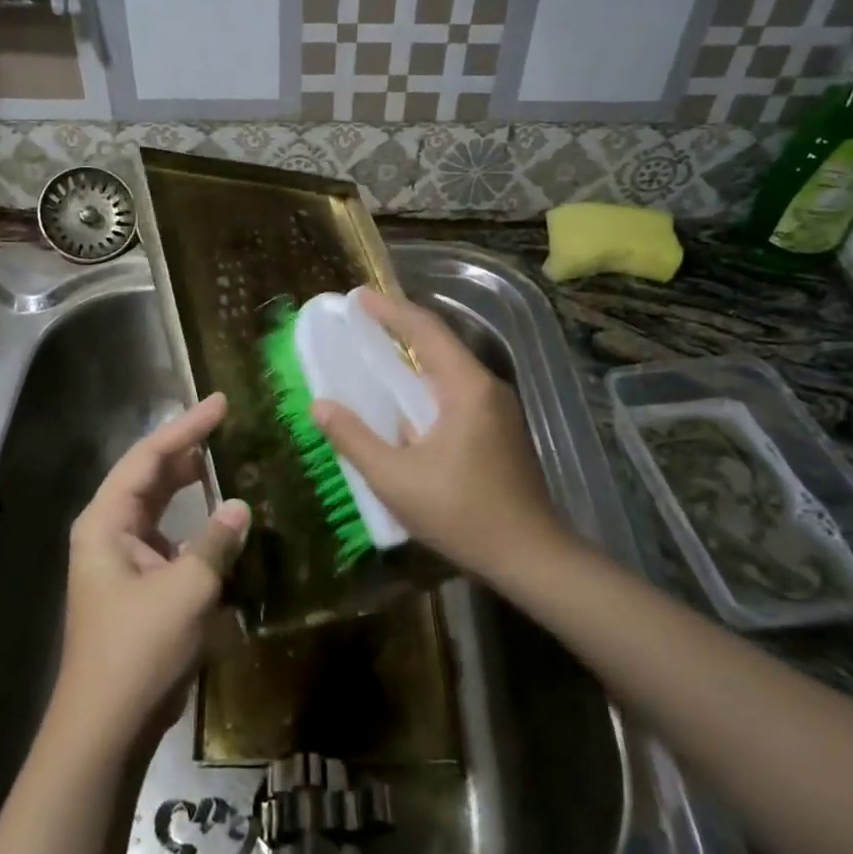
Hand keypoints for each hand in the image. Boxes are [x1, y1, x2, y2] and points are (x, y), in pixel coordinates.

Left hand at [50, 392, 250, 753]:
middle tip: (227, 424)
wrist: (106, 728)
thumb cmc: (138, 650)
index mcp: (106, 522)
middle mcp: (109, 532)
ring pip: (159, 507)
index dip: (186, 427)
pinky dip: (195, 525)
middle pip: (150, 476)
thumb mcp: (186, 589)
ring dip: (191, 485)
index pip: (148, 457)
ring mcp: (122, 560)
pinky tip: (223, 521)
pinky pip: (170, 539)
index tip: (220, 403)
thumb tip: (241, 505)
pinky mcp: (139, 586)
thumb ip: (216, 541)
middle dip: (187, 449)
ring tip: (226, 459)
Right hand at [311, 289, 569, 581]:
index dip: (389, 309)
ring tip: (379, 350)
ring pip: (451, 367)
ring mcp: (499, 408)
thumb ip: (355, 439)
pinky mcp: (501, 429)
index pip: (425, 331)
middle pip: (441, 343)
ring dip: (416, 354)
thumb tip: (320, 405)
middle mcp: (487, 387)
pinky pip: (458, 389)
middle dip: (401, 326)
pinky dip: (428, 381)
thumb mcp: (396, 480)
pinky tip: (408, 398)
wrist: (532, 557)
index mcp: (467, 388)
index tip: (358, 296)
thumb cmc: (463, 515)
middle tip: (363, 318)